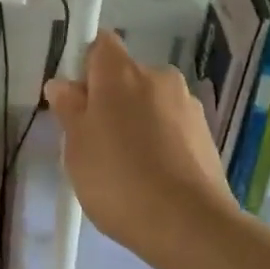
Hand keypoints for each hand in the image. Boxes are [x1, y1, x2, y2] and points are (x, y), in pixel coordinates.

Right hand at [44, 30, 236, 264]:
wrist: (188, 223)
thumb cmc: (118, 179)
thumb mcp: (77, 148)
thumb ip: (69, 109)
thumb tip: (63, 85)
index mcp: (122, 73)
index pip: (99, 45)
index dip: (85, 66)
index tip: (76, 99)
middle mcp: (158, 77)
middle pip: (125, 76)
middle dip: (109, 100)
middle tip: (94, 141)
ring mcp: (187, 104)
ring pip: (150, 103)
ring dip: (136, 122)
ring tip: (126, 167)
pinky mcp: (206, 133)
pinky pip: (171, 126)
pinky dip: (160, 141)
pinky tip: (152, 177)